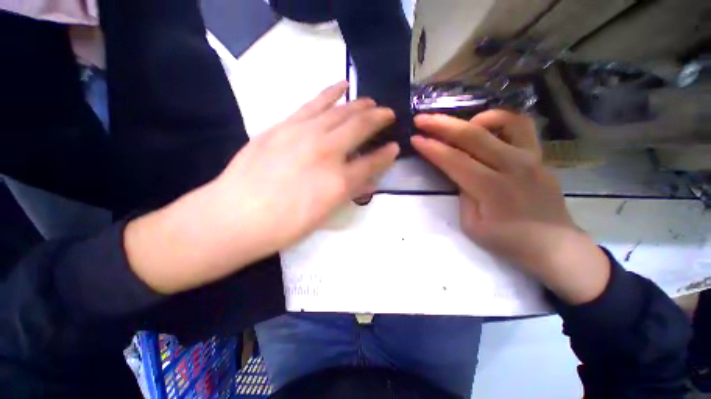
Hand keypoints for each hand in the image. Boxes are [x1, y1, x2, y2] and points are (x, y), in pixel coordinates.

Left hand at [126, 82, 398, 293]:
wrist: (236, 216)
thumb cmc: (284, 225)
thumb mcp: (324, 215)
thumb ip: (347, 192)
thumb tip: (364, 179)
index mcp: (339, 182)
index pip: (372, 163)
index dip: (386, 155)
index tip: (394, 147)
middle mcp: (327, 152)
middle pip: (360, 127)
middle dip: (379, 119)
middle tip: (388, 114)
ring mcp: (304, 134)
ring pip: (340, 111)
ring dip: (360, 104)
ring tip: (371, 101)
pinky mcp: (284, 125)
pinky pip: (314, 103)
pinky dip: (331, 92)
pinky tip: (342, 86)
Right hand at [412, 110, 609, 304]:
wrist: (553, 244)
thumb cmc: (508, 241)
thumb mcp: (472, 224)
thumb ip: (463, 194)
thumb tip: (459, 173)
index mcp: (491, 187)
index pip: (453, 160)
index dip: (431, 148)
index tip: (414, 138)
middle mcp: (512, 165)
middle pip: (472, 134)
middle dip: (441, 125)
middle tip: (421, 119)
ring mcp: (530, 157)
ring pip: (503, 120)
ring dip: (474, 118)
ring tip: (458, 126)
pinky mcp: (539, 156)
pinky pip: (521, 127)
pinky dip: (500, 121)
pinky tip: (486, 130)